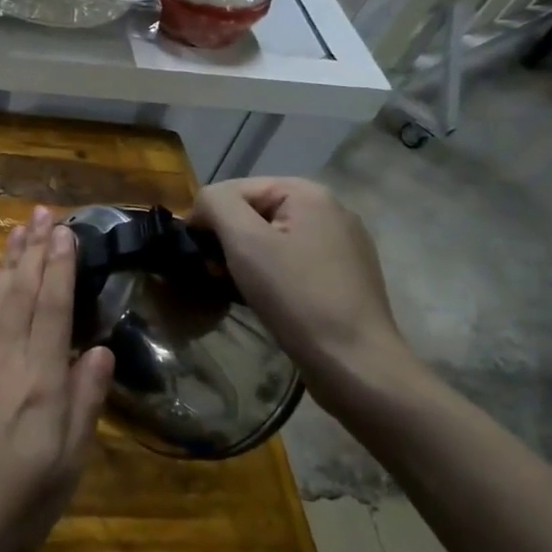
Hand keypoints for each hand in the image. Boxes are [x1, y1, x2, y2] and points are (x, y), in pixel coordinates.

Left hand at [0, 207, 113, 551]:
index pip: (53, 310)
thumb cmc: (15, 510)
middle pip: (23, 295)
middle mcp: (5, 364)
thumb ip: (84, 404)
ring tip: (20, 229)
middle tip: (44, 212)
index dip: (60, 267)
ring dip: (10, 263)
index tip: (66, 231)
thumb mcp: (66, 468)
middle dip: (35, 251)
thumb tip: (99, 348)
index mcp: (40, 385)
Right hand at [191, 178, 414, 385]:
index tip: (199, 255)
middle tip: (216, 274)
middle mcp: (330, 209)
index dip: (208, 218)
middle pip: (254, 211)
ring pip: (272, 237)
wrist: (353, 361)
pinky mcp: (345, 273)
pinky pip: (292, 259)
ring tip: (237, 288)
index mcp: (308, 193)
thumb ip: (216, 204)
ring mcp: (342, 242)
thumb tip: (203, 205)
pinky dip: (271, 272)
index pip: (234, 189)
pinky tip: (266, 298)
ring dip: (246, 258)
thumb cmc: (295, 296)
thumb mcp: (245, 241)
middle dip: (228, 239)